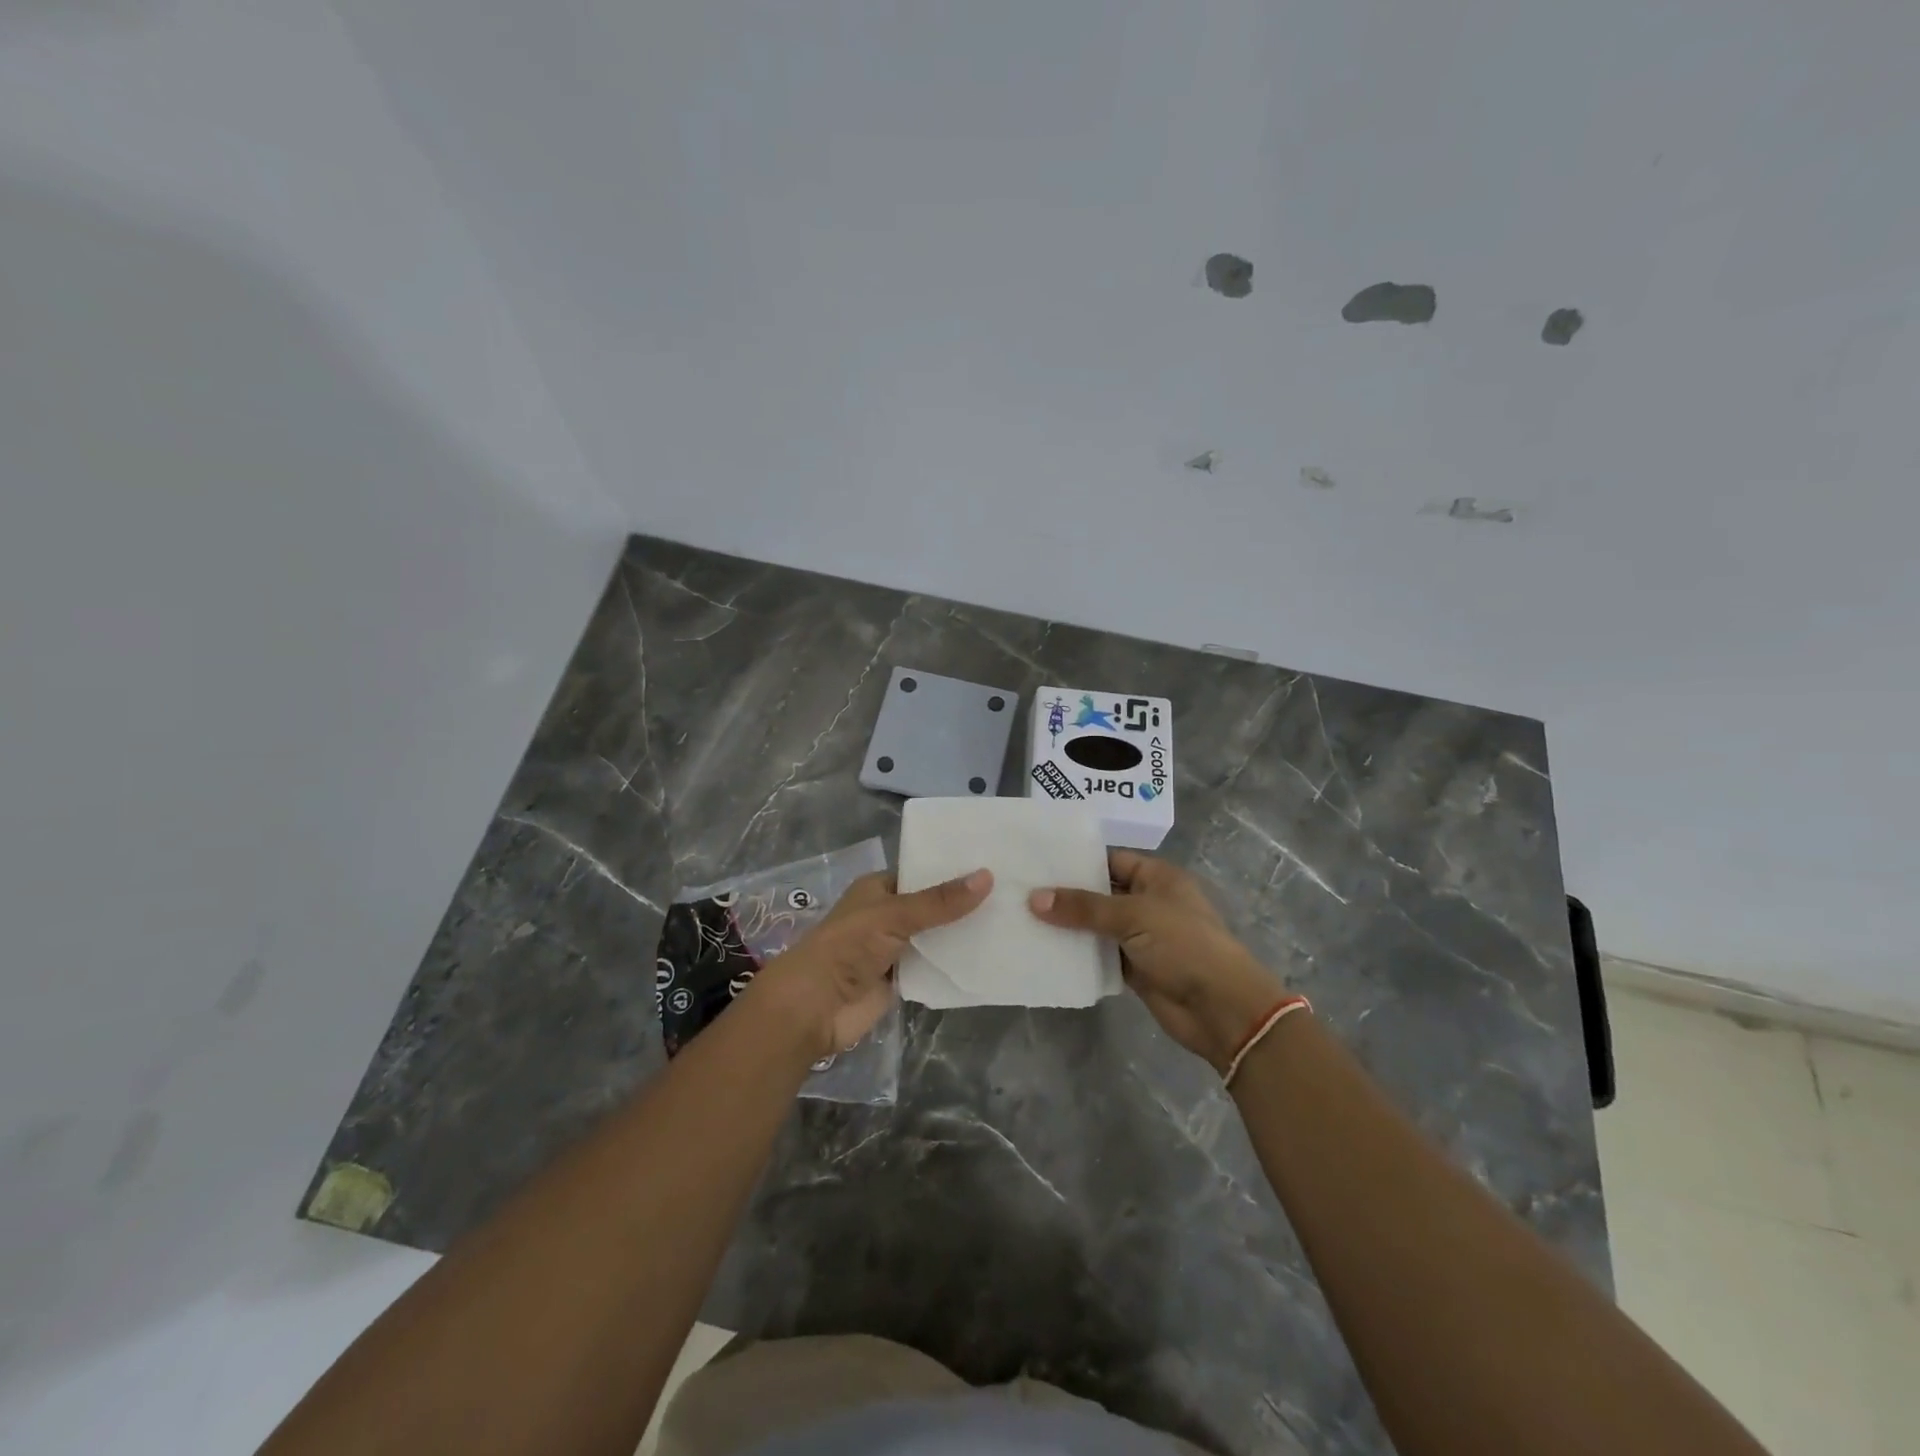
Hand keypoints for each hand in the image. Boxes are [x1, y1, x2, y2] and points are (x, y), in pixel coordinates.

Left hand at [747, 868, 991, 1059]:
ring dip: (964, 935)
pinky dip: (957, 964)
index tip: (995, 863)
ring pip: (937, 937)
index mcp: (879, 888)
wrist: (815, 1007)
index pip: (923, 872)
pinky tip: (993, 957)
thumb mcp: (894, 915)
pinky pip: (936, 967)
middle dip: (965, 904)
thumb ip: (940, 902)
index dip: (954, 869)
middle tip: (1014, 893)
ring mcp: (896, 949)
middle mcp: (888, 915)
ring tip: (1014, 921)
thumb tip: (988, 877)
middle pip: (934, 906)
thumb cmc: (848, 947)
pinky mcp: (903, 980)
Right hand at [1029, 850, 1284, 1073]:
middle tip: (1020, 891)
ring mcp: (1142, 937)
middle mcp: (1149, 902)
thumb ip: (1083, 907)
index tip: (1038, 863)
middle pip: (1101, 893)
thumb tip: (1034, 898)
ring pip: (1098, 926)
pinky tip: (1045, 951)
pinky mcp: (1136, 969)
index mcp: (1157, 877)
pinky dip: (1079, 954)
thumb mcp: (1133, 916)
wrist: (1221, 1008)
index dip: (1077, 861)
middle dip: (1067, 895)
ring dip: (1069, 927)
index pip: (1111, 860)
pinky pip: (1101, 955)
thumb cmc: (1184, 945)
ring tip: (1023, 919)